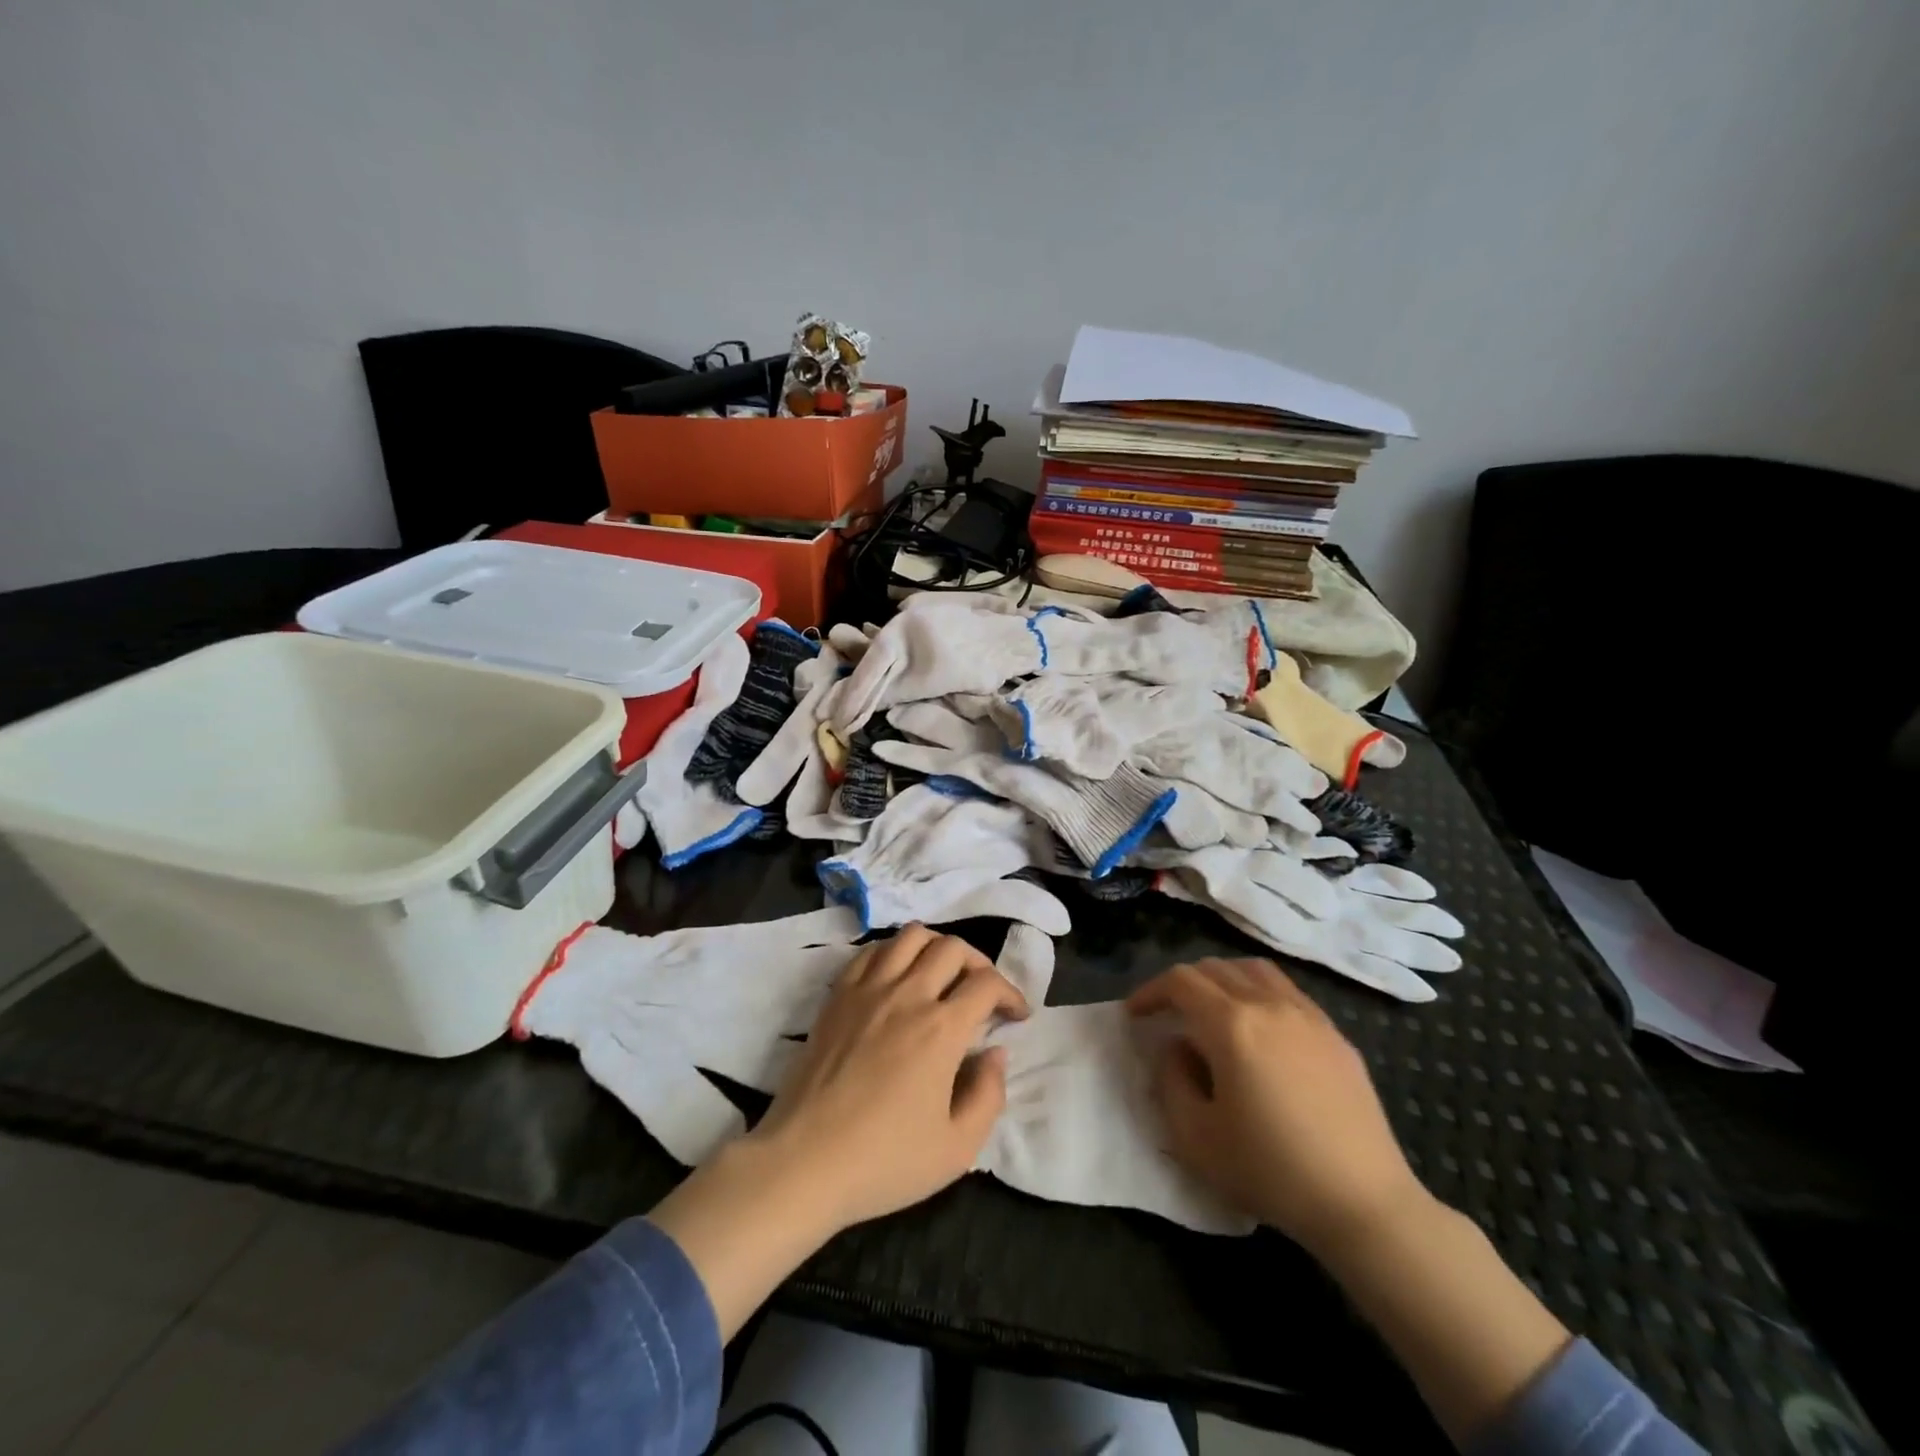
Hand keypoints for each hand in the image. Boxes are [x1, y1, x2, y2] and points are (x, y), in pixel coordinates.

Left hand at [648, 925, 1026, 1340]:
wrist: (803, 1162)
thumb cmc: (883, 1162)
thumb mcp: (956, 1149)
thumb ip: (988, 1095)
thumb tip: (995, 1054)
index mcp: (941, 1030)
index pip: (987, 984)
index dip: (1011, 993)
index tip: (1016, 1015)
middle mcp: (907, 995)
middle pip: (952, 948)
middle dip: (979, 964)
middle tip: (983, 993)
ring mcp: (867, 990)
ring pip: (911, 937)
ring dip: (937, 947)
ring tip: (943, 975)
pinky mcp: (837, 997)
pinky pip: (871, 952)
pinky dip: (894, 953)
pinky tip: (898, 978)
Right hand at [1127, 957, 1427, 1258]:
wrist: (1362, 1203)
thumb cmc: (1270, 1171)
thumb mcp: (1195, 1136)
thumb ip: (1171, 1079)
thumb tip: (1177, 1047)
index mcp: (1231, 1024)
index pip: (1180, 982)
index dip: (1150, 991)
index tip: (1134, 1015)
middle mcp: (1268, 1004)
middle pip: (1214, 968)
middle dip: (1182, 985)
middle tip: (1167, 1014)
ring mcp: (1307, 1015)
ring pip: (1253, 970)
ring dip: (1221, 979)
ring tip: (1211, 1009)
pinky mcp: (1335, 1034)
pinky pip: (1287, 991)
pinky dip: (1258, 992)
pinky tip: (1259, 1028)